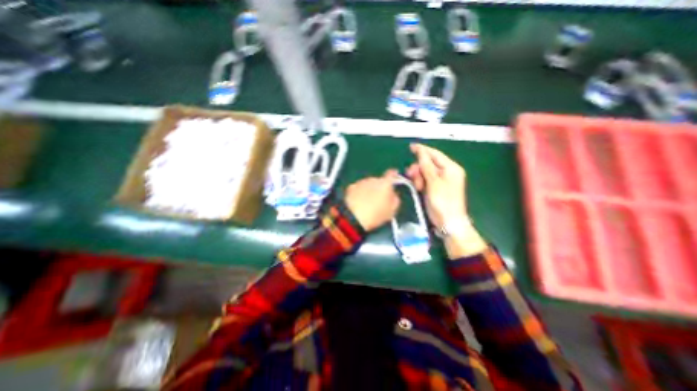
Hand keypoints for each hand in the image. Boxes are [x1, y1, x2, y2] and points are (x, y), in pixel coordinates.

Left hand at [344, 168, 399, 230]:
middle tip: (379, 200)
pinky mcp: (351, 187)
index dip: (394, 175)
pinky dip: (359, 193)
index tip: (394, 176)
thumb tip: (393, 196)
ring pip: (368, 184)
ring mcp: (360, 182)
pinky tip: (358, 203)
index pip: (392, 174)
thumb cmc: (375, 215)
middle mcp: (373, 179)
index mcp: (385, 184)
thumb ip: (395, 200)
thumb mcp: (391, 211)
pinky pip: (358, 188)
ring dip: (369, 191)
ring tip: (367, 204)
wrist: (353, 217)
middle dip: (379, 188)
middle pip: (378, 181)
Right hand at [407, 144, 464, 228]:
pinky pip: (426, 180)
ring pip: (426, 172)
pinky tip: (419, 188)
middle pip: (429, 163)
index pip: (435, 154)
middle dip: (419, 167)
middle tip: (411, 174)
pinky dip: (421, 182)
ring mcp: (442, 180)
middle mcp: (447, 172)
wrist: (448, 222)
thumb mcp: (433, 182)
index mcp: (451, 168)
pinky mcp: (436, 187)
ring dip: (419, 176)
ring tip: (418, 185)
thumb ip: (426, 165)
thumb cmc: (442, 201)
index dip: (423, 150)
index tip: (411, 147)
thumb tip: (421, 151)